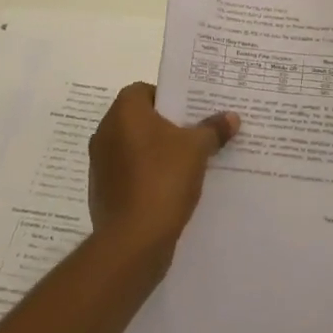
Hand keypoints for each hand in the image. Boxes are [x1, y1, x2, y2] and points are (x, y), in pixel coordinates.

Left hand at [89, 82, 238, 264]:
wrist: (132, 241)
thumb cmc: (163, 179)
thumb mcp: (197, 149)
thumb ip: (213, 129)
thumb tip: (231, 117)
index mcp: (124, 112)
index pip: (145, 90)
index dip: (169, 98)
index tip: (191, 112)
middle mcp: (105, 132)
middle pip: (140, 119)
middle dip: (166, 126)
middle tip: (195, 134)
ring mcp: (100, 164)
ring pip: (134, 148)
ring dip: (156, 153)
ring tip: (188, 163)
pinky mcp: (102, 192)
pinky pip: (129, 174)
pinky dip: (146, 176)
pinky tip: (170, 189)